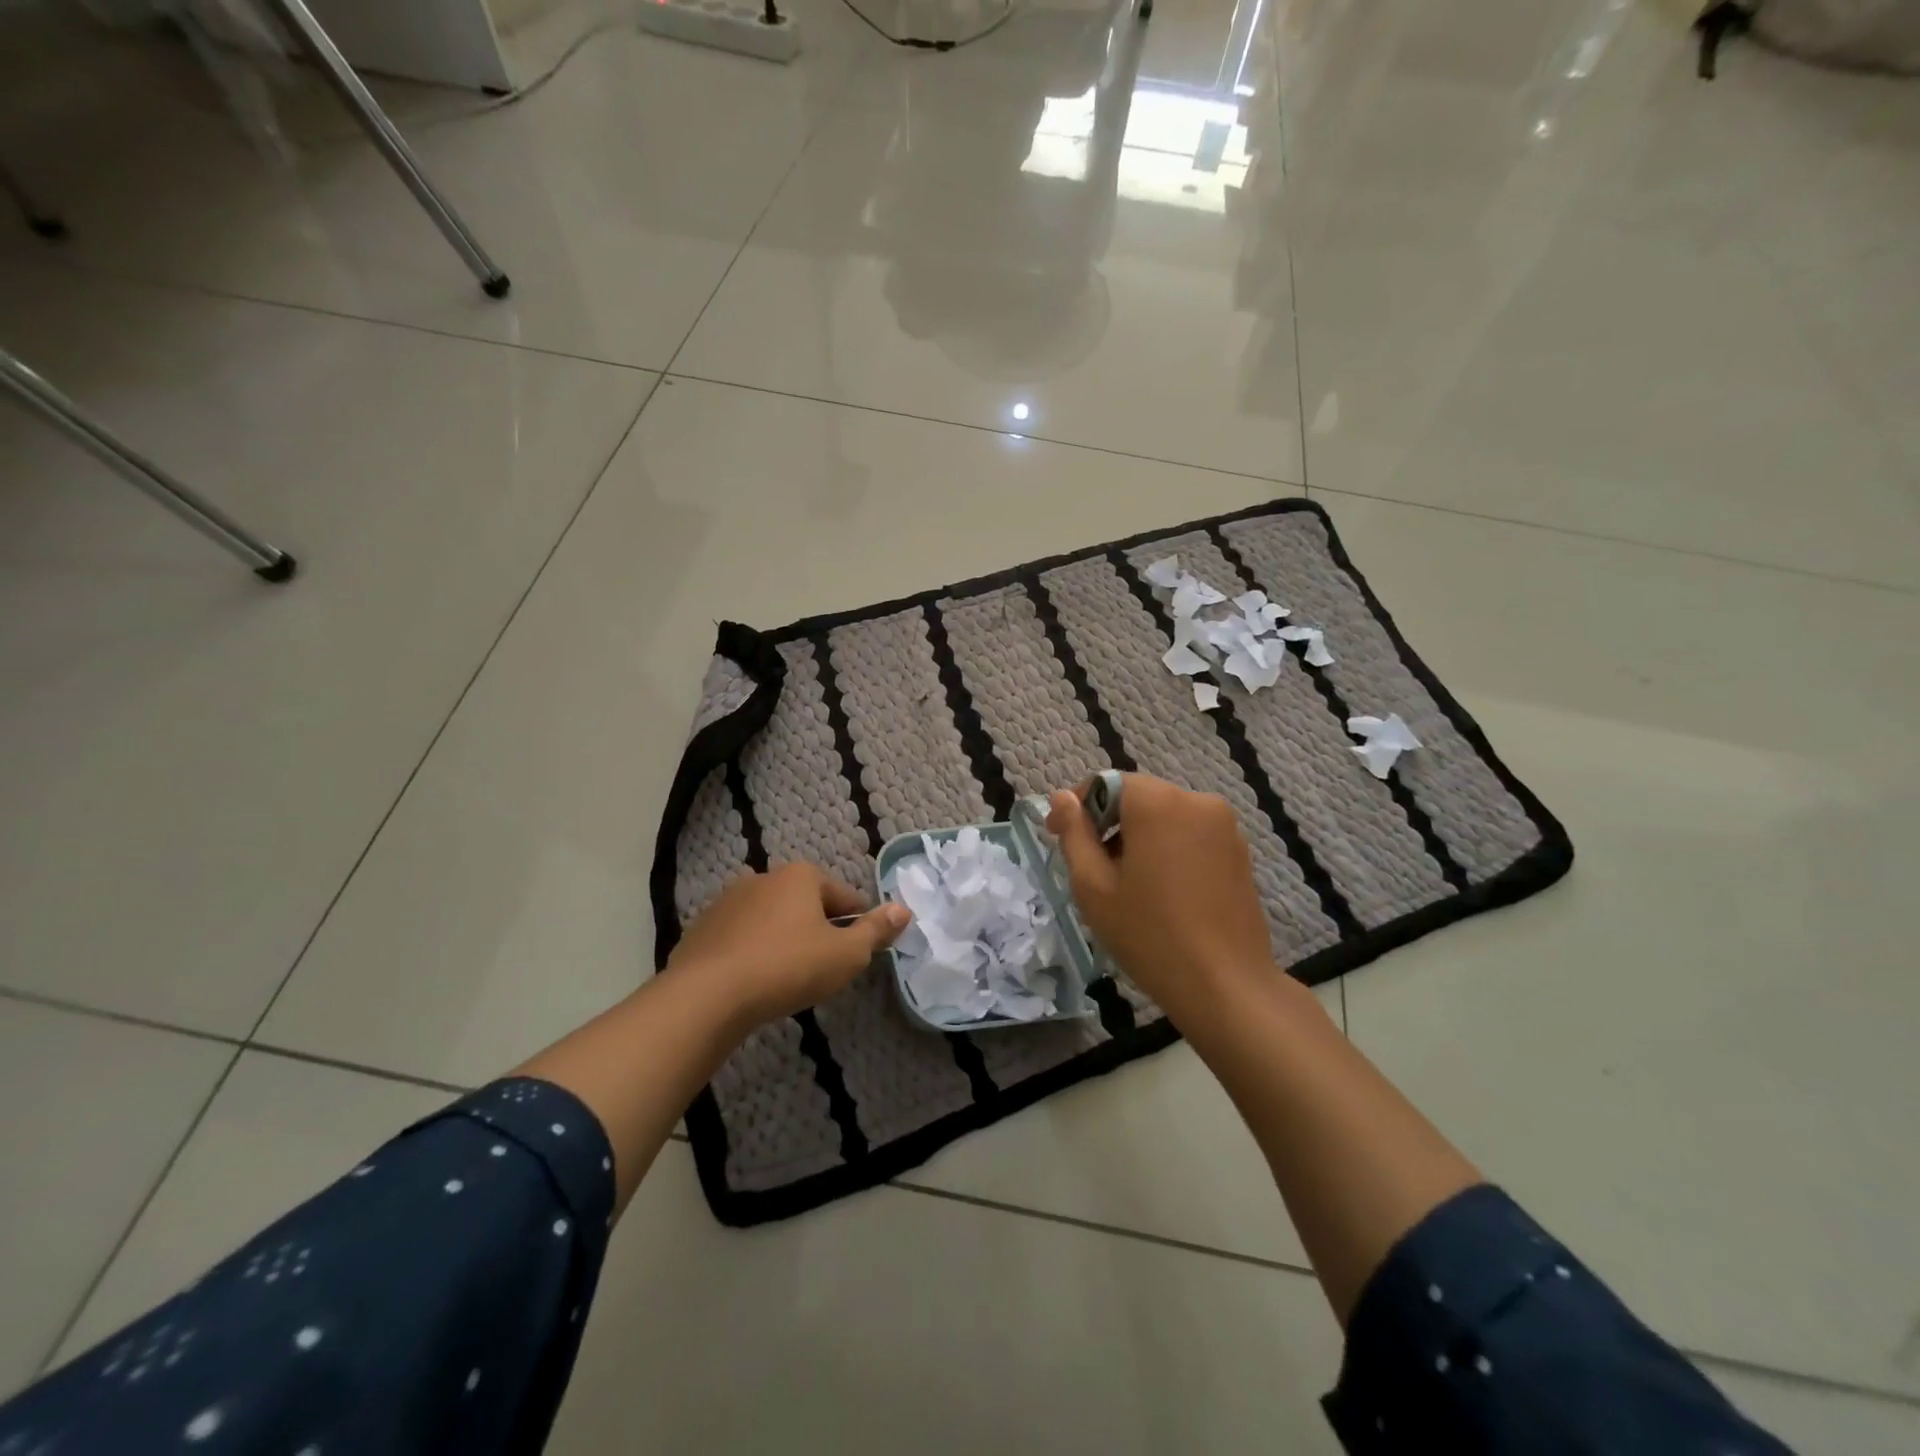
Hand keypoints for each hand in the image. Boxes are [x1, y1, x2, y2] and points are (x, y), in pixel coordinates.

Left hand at [666, 862, 909, 1029]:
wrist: (706, 996)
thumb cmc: (787, 968)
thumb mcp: (845, 955)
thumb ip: (876, 931)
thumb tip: (903, 909)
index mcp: (801, 876)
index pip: (845, 897)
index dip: (858, 924)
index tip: (858, 953)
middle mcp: (763, 877)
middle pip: (806, 904)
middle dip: (818, 930)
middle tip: (823, 968)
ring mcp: (728, 901)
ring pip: (771, 919)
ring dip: (783, 940)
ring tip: (787, 978)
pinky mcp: (702, 927)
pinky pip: (740, 937)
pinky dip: (751, 952)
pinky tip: (753, 982)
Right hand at [1046, 774, 1274, 1023]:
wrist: (1226, 986)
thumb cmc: (1149, 934)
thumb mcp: (1093, 886)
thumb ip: (1074, 834)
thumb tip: (1062, 797)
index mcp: (1157, 803)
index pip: (1106, 783)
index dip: (1077, 807)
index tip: (1056, 836)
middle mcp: (1196, 801)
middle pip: (1138, 798)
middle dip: (1108, 823)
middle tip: (1089, 867)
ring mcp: (1225, 826)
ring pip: (1165, 816)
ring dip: (1138, 837)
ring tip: (1125, 883)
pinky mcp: (1240, 851)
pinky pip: (1191, 835)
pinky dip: (1168, 849)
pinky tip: (1161, 891)